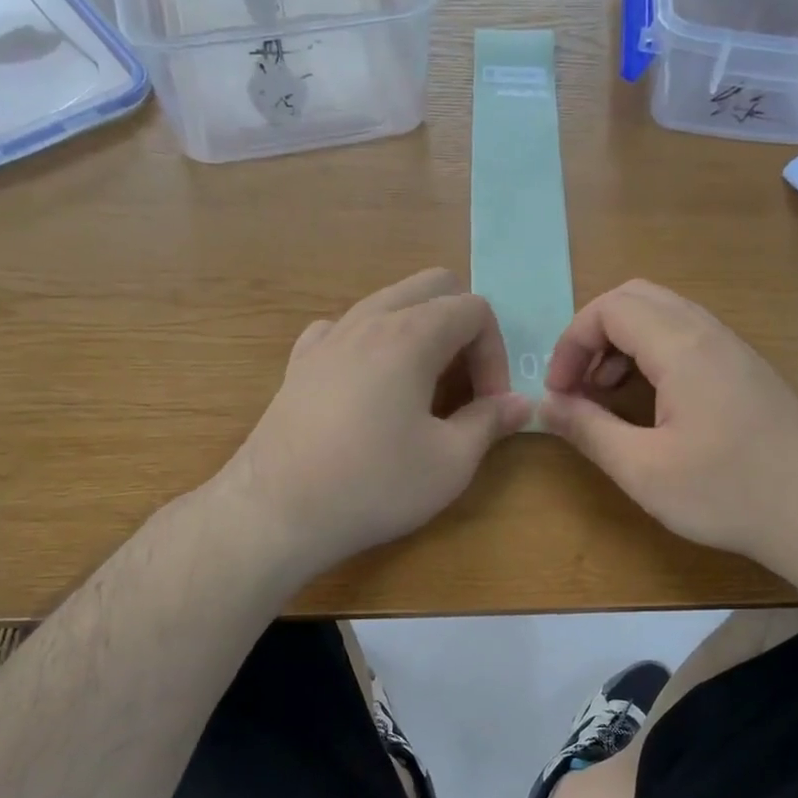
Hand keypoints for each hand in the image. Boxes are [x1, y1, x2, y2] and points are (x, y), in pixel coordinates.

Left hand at [223, 269, 532, 581]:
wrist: (277, 511)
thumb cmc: (374, 484)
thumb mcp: (450, 462)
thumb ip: (490, 422)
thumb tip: (520, 403)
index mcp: (410, 334)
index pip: (474, 309)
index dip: (495, 353)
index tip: (490, 404)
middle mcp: (368, 320)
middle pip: (432, 287)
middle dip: (462, 327)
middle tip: (463, 384)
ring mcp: (328, 337)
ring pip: (387, 303)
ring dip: (419, 333)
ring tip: (422, 388)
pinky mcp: (300, 362)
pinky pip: (345, 329)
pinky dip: (371, 344)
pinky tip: (370, 386)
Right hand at [539, 280, 797, 574]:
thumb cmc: (727, 493)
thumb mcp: (643, 469)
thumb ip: (588, 430)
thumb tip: (545, 406)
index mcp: (683, 347)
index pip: (610, 308)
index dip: (571, 343)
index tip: (558, 393)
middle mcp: (709, 333)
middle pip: (636, 298)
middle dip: (594, 335)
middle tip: (578, 385)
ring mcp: (734, 349)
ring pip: (664, 315)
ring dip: (623, 344)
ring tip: (606, 394)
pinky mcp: (747, 370)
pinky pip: (688, 338)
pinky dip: (653, 354)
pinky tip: (650, 403)